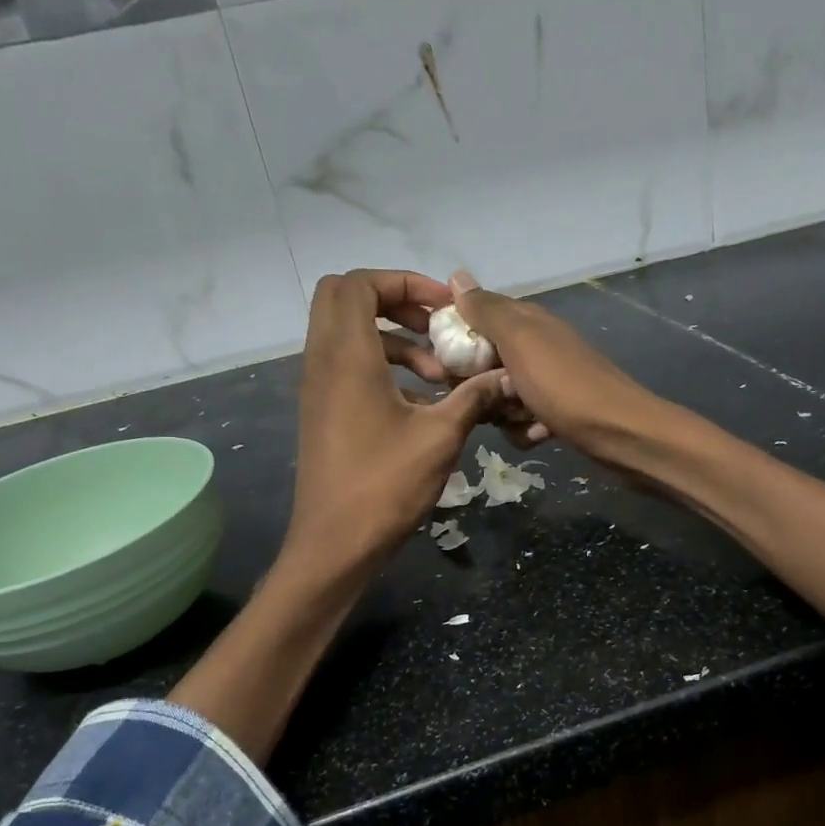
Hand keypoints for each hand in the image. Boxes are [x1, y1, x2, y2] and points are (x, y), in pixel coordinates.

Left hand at [286, 269, 511, 572]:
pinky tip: (421, 401)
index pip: (358, 284)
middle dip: (393, 302)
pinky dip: (382, 367)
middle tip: (434, 326)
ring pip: (347, 334)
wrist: (335, 544)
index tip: (443, 308)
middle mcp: (323, 362)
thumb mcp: (440, 437)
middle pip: (344, 299)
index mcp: (346, 356)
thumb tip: (506, 376)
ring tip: (437, 374)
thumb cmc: (385, 486)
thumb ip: (473, 397)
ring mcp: (318, 388)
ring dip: (393, 340)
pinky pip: (347, 366)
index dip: (403, 281)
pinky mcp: (322, 412)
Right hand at [450, 270, 666, 464]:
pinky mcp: (555, 412)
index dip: (456, 342)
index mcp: (526, 322)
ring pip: (499, 396)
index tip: (446, 366)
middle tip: (488, 397)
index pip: (475, 320)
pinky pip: (521, 420)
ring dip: (503, 412)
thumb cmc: (564, 385)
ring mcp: (546, 380)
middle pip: (483, 364)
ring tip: (521, 417)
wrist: (619, 434)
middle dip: (478, 385)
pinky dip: (525, 430)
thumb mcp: (520, 341)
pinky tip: (539, 434)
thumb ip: (487, 311)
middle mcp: (536, 346)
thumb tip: (456, 276)